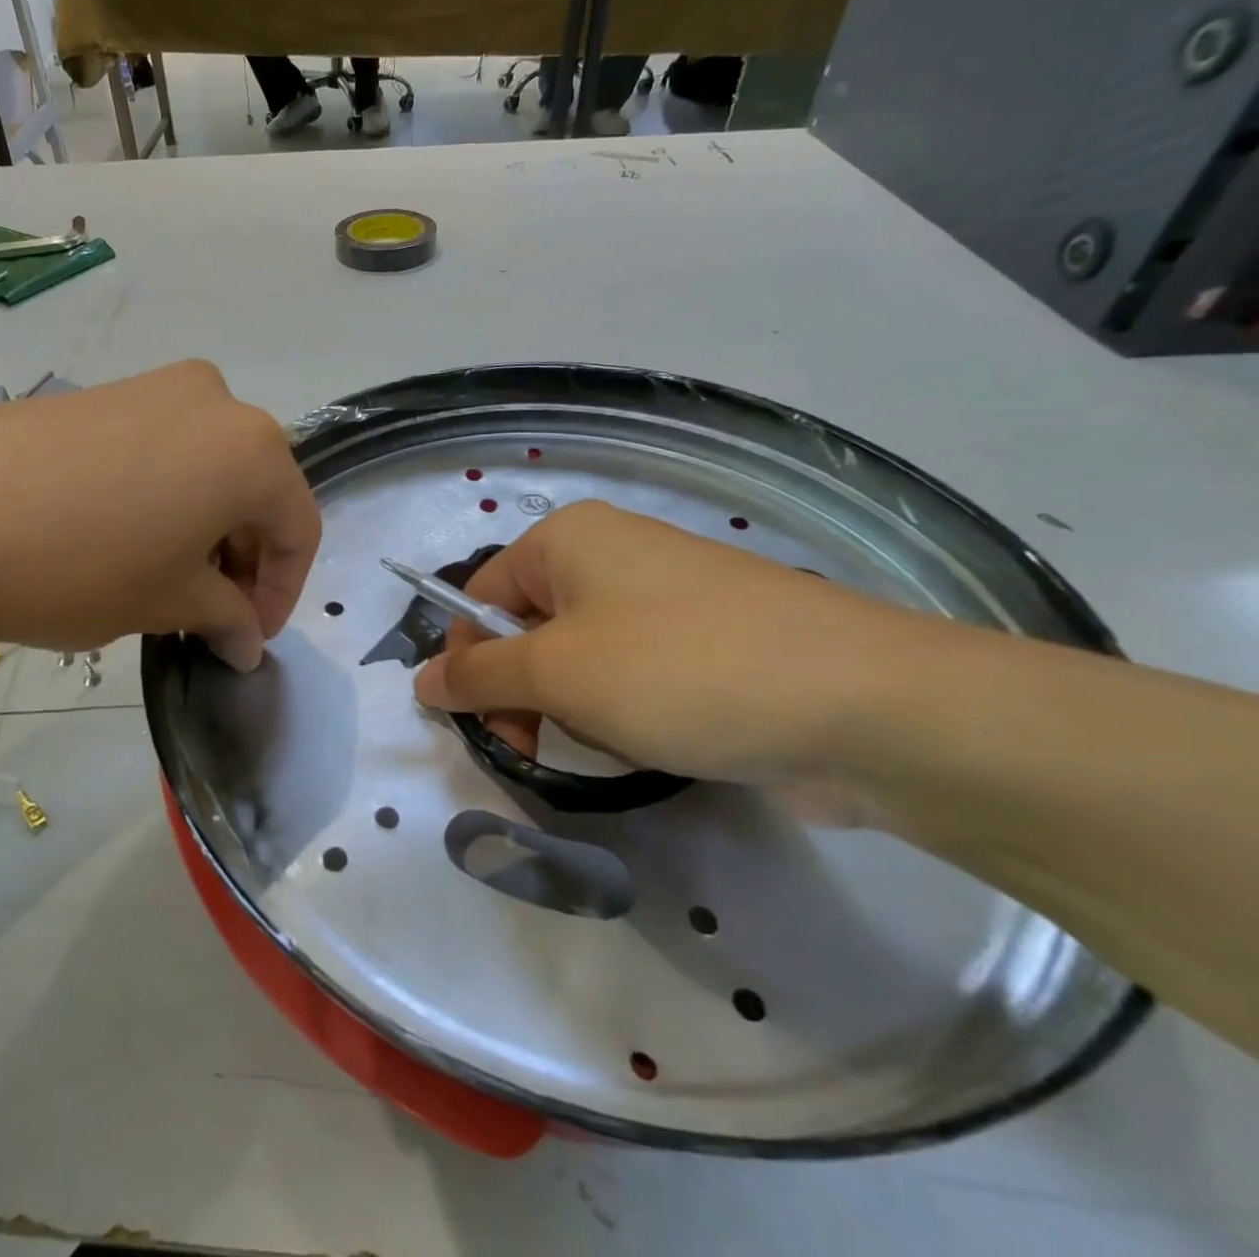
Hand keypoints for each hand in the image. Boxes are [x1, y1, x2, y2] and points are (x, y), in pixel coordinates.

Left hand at [0, 361, 320, 668]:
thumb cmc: (77, 566)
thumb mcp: (167, 602)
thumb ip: (226, 618)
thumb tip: (247, 642)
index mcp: (253, 448)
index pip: (298, 528)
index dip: (283, 592)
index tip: (249, 639)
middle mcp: (218, 401)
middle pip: (257, 491)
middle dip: (244, 560)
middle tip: (212, 616)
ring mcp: (156, 386)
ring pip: (211, 469)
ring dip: (206, 529)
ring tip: (168, 582)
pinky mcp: (105, 392)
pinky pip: (165, 450)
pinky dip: (169, 498)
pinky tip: (129, 540)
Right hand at [411, 501, 942, 793]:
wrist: (864, 705)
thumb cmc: (679, 671)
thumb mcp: (557, 672)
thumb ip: (478, 675)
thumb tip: (421, 679)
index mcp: (567, 540)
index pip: (480, 597)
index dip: (471, 662)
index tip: (489, 726)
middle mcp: (612, 553)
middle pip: (529, 628)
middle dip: (528, 693)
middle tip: (540, 747)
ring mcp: (666, 596)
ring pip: (582, 659)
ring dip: (580, 709)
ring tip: (620, 739)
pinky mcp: (709, 640)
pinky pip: (635, 673)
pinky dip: (628, 712)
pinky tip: (660, 740)